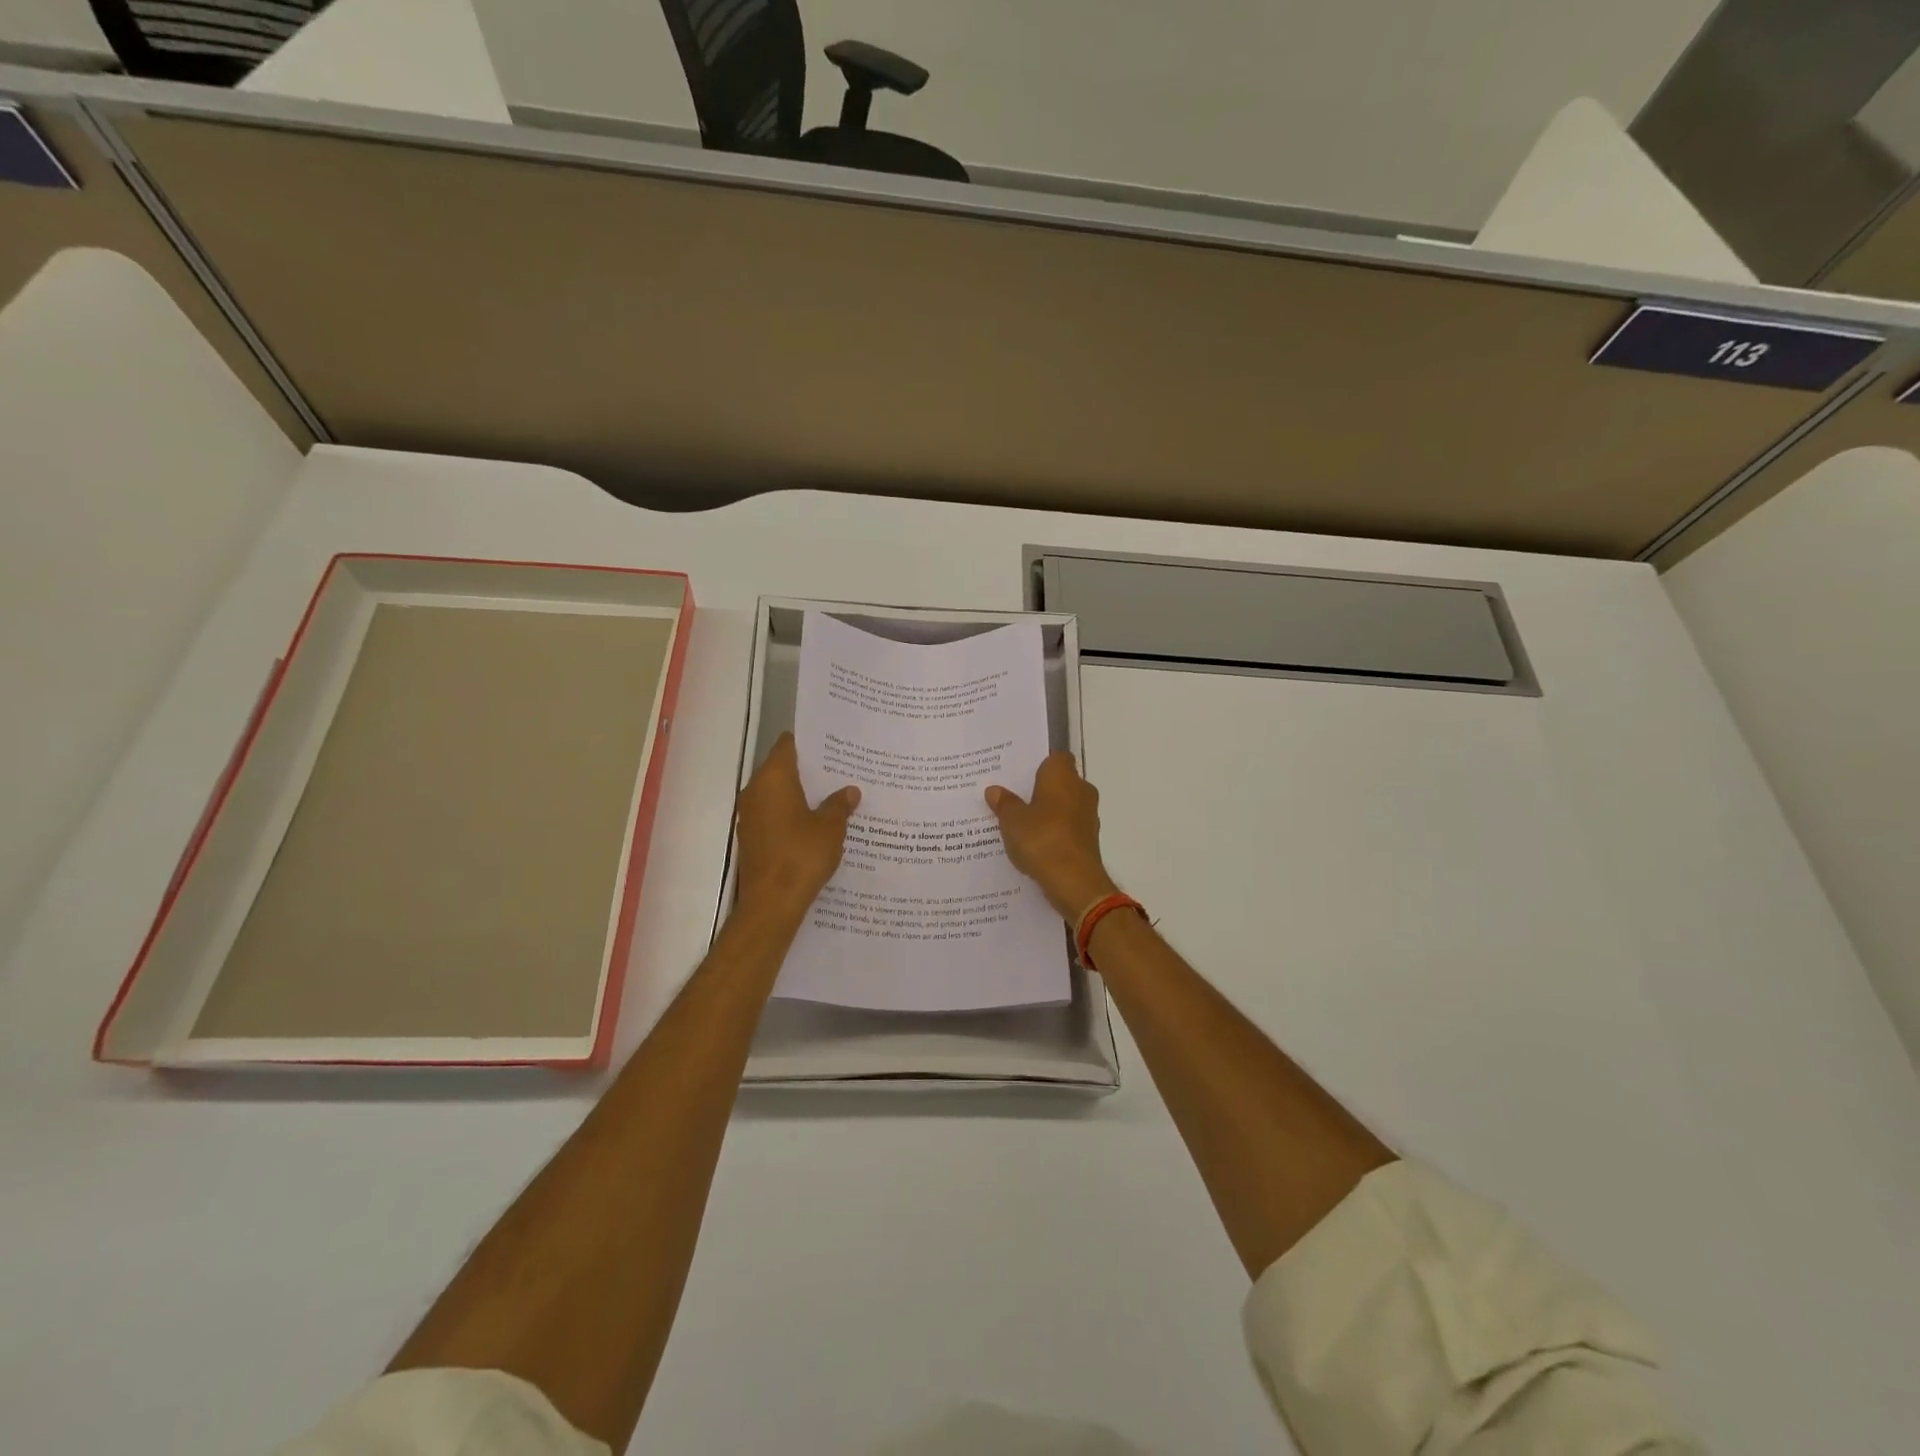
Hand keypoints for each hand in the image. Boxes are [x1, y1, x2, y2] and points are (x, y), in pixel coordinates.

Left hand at [734, 734, 859, 920]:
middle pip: (781, 769)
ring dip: (800, 794)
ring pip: (777, 794)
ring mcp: (750, 815)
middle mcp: (755, 790)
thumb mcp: (830, 827)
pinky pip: (773, 815)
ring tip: (831, 796)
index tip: (831, 745)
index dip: (809, 743)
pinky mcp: (751, 837)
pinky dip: (791, 814)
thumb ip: (839, 805)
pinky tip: (815, 823)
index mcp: (773, 778)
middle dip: (808, 770)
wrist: (772, 903)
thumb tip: (849, 791)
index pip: (787, 745)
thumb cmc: (802, 855)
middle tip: (839, 770)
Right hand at [985, 753, 1119, 920]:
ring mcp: (1088, 815)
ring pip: (1065, 805)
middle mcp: (1081, 790)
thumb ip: (1004, 803)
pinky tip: (1034, 843)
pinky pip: (1068, 827)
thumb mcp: (1012, 821)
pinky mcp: (1089, 839)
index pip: (1056, 757)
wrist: (1074, 881)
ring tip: (1020, 822)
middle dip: (1040, 789)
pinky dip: (1054, 831)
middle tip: (1013, 797)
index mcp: (1062, 776)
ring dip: (1048, 812)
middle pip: (1060, 781)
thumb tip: (994, 790)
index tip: (1020, 774)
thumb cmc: (1042, 839)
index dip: (1039, 763)